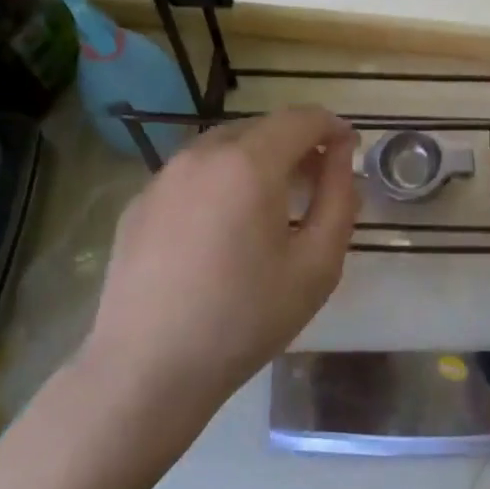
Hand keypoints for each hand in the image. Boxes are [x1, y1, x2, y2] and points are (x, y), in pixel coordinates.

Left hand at [77, 106, 359, 425]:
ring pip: (225, 146)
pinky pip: (193, 173)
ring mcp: (164, 176)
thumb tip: (341, 157)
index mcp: (248, 163)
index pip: (301, 118)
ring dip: (258, 160)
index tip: (350, 151)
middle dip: (297, 144)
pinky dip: (221, 180)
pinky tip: (222, 228)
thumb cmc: (244, 319)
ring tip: (271, 206)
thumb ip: (339, 199)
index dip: (333, 127)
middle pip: (262, 127)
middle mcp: (202, 154)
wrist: (146, 370)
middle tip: (317, 184)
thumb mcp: (316, 265)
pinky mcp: (139, 202)